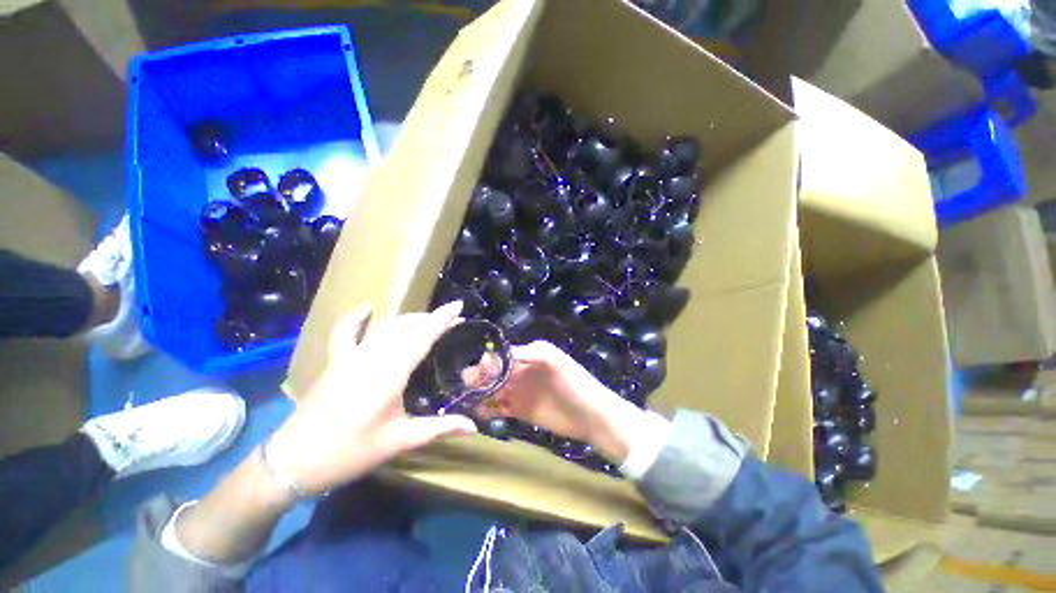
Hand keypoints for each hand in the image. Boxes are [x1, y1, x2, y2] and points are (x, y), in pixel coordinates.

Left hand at [267, 301, 477, 495]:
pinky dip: (356, 318)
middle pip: (406, 327)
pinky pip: (346, 332)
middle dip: (431, 319)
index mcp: (391, 373)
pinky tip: (366, 309)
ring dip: (408, 319)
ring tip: (425, 319)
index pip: (423, 337)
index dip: (443, 319)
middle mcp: (373, 357)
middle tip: (451, 318)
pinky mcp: (335, 362)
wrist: (293, 461)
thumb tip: (474, 427)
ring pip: (384, 327)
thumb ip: (439, 429)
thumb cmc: (351, 452)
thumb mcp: (400, 441)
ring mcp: (350, 357)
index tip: (459, 306)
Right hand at [484, 341, 647, 463]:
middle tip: (470, 387)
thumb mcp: (552, 359)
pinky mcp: (520, 410)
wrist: (591, 414)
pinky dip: (488, 409)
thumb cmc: (573, 382)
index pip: (500, 355)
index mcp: (527, 356)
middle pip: (493, 372)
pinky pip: (499, 408)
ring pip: (493, 390)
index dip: (487, 362)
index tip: (479, 373)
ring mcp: (519, 392)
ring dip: (481, 393)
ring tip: (471, 401)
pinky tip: (481, 413)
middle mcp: (520, 372)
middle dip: (479, 377)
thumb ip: (527, 354)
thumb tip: (497, 355)